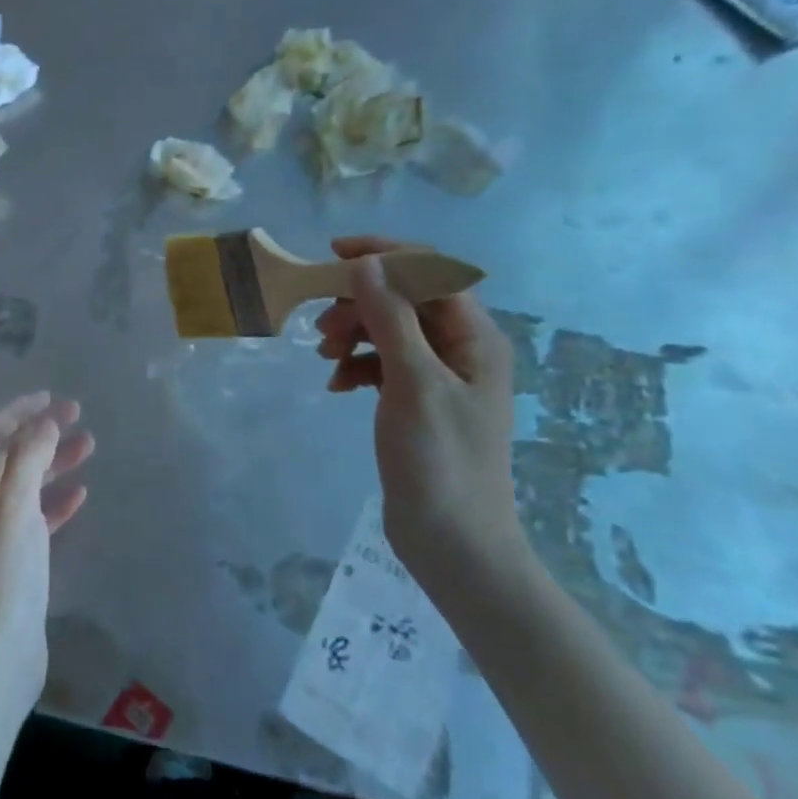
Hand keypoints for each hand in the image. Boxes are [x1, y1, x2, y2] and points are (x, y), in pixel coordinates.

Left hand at [0, 393, 94, 726]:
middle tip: (77, 416)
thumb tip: (44, 424)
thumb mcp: (13, 507)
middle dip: (40, 432)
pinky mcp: (17, 561)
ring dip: (55, 463)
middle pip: (10, 455)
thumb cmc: (1, 575)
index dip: (16, 411)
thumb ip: (27, 459)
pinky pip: (39, 518)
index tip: (49, 398)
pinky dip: (57, 501)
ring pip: (28, 484)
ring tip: (90, 446)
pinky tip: (80, 495)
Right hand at [315, 237, 522, 582]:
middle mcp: (462, 349)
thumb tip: (365, 262)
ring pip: (390, 329)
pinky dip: (357, 365)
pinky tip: (336, 385)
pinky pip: (382, 363)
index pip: (432, 271)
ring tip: (325, 356)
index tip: (333, 255)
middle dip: (361, 302)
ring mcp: (439, 377)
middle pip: (406, 298)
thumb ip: (390, 317)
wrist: (453, 544)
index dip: (385, 255)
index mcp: (475, 338)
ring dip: (355, 332)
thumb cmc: (439, 460)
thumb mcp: (412, 382)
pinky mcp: (417, 401)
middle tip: (322, 326)